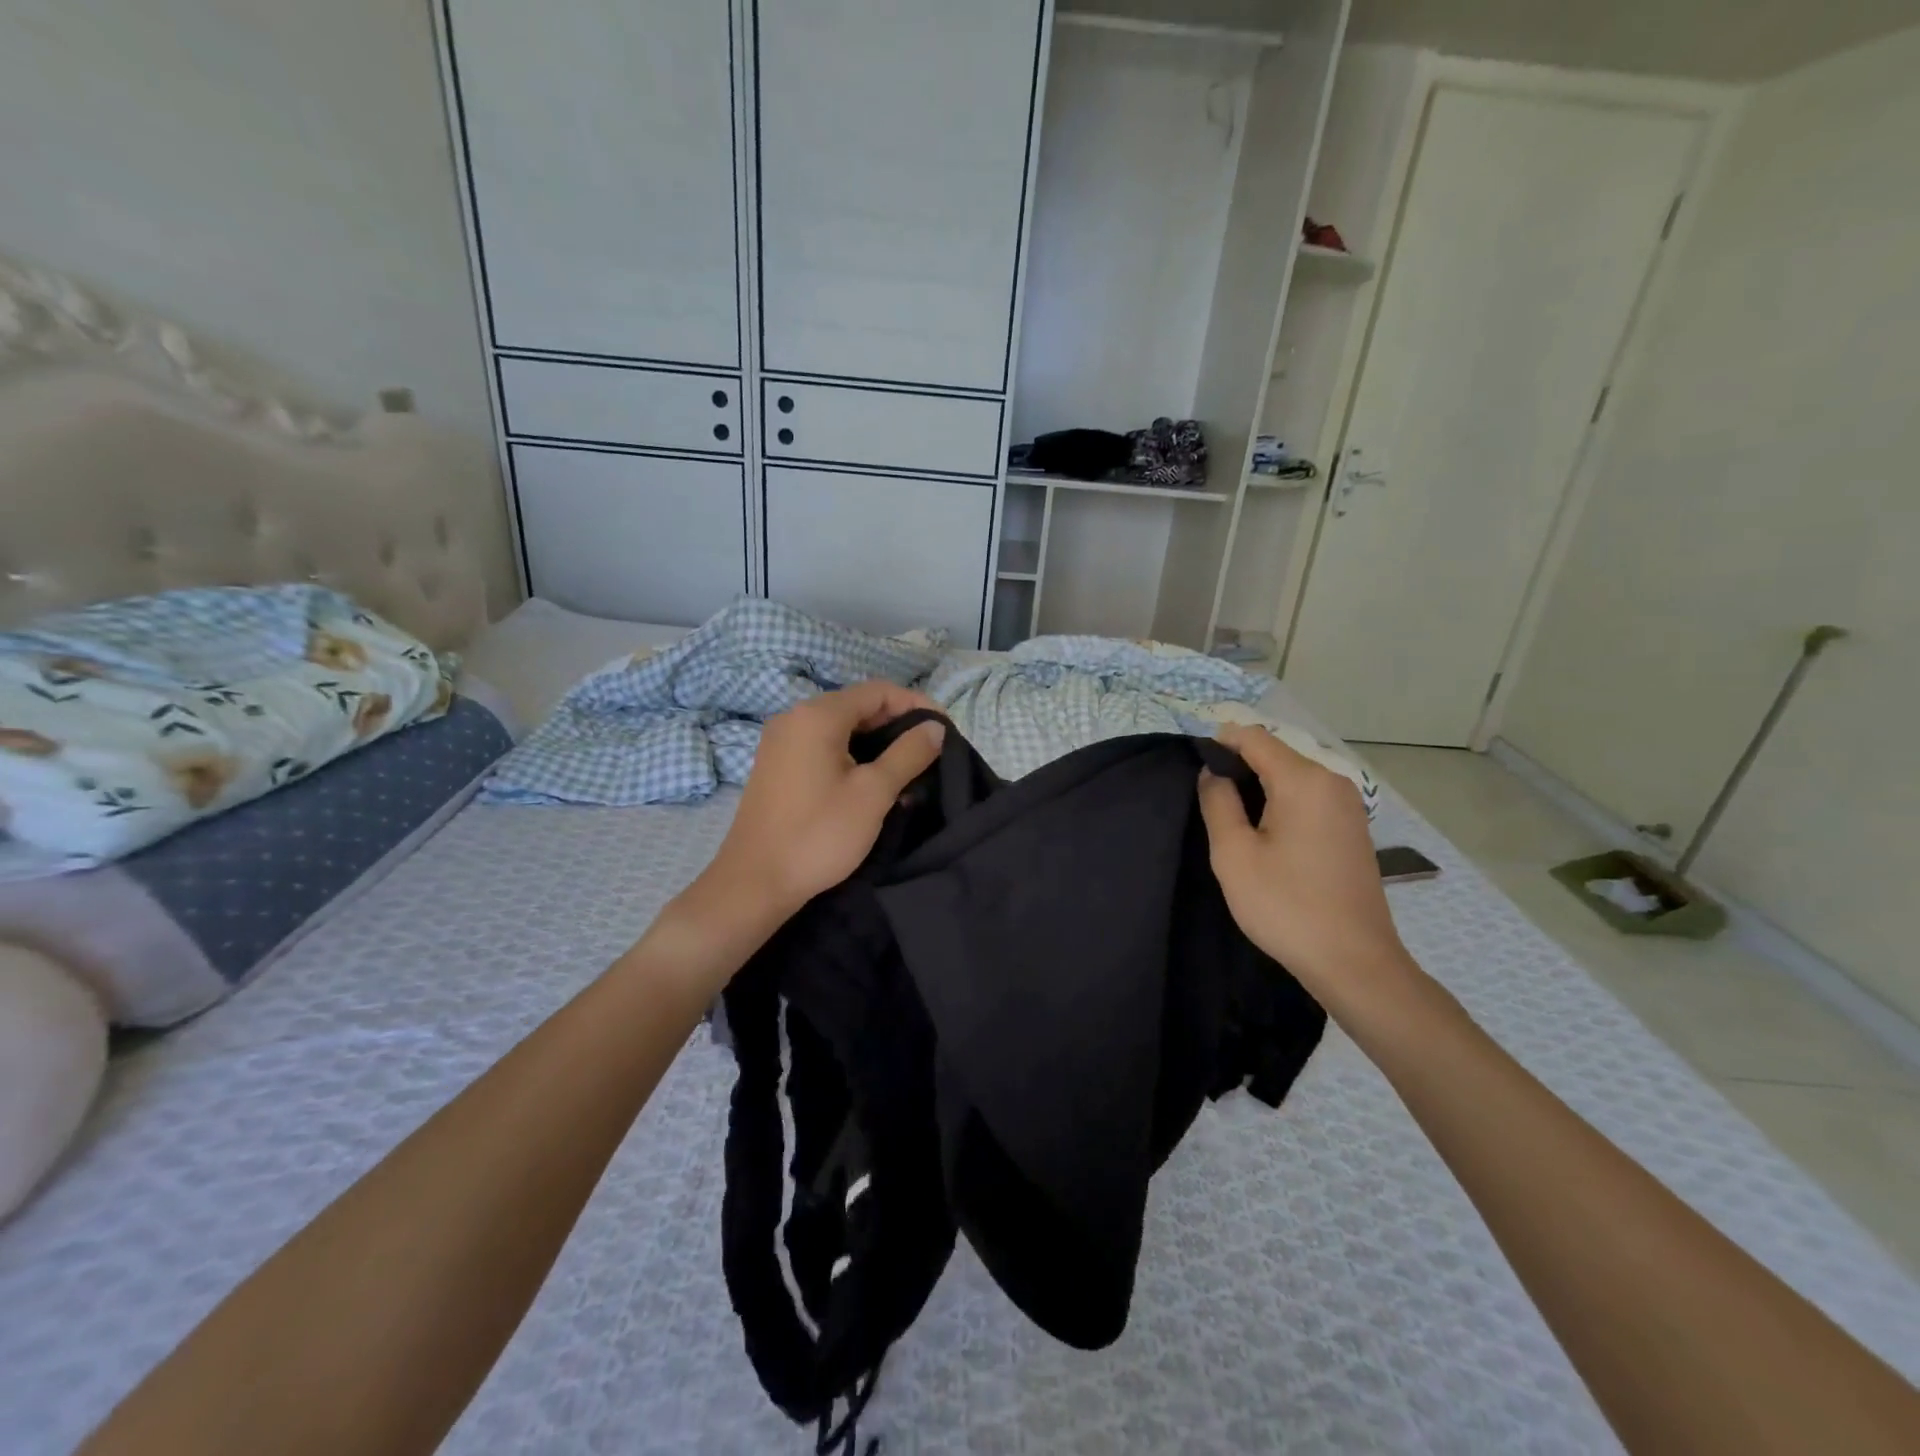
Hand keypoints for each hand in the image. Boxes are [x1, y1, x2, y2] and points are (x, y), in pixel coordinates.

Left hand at [704, 680, 944, 921]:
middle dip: (898, 725)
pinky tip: (874, 784)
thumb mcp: (873, 793)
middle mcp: (794, 718)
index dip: (916, 705)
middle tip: (930, 753)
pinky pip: (824, 747)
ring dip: (878, 744)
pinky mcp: (777, 766)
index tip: (944, 731)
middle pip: (858, 706)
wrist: (755, 882)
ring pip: (842, 729)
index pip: (878, 691)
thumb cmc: (818, 834)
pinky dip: (854, 756)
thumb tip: (936, 728)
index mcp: (817, 715)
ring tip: (909, 771)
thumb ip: (908, 754)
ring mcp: (781, 742)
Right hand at [1197, 724, 1416, 1016]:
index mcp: (1304, 780)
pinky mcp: (1352, 828)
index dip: (1219, 743)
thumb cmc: (1286, 906)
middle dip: (1238, 767)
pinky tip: (1265, 835)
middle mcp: (1333, 782)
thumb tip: (1213, 771)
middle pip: (1275, 753)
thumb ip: (1217, 801)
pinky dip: (1281, 803)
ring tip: (1231, 820)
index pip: (1254, 737)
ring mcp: (1348, 805)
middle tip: (1207, 802)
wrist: (1354, 962)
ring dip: (1258, 787)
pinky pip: (1308, 797)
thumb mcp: (1234, 853)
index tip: (1193, 769)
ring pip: (1292, 776)